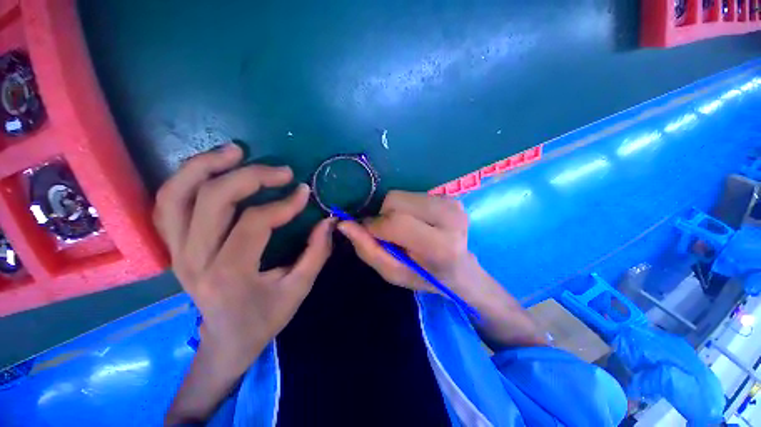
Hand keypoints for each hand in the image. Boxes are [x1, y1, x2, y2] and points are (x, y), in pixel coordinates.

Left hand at [153, 144, 333, 422]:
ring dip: (205, 166)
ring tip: (236, 151)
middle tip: (282, 170)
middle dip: (251, 176)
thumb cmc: (264, 318)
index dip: (283, 204)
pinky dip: (185, 180)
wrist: (225, 342)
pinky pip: (167, 205)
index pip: (254, 223)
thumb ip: (316, 253)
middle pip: (211, 200)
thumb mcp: (299, 289)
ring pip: (176, 195)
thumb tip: (328, 221)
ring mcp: (176, 252)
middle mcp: (194, 259)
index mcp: (230, 274)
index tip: (304, 192)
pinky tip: (210, 168)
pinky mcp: (173, 248)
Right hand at [337, 190, 545, 348]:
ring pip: (401, 195)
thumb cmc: (426, 277)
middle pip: (396, 201)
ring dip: (394, 212)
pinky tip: (416, 222)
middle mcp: (449, 217)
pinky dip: (405, 207)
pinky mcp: (449, 196)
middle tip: (392, 235)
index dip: (375, 227)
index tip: (370, 235)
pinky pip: (411, 194)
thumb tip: (344, 224)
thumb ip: (368, 250)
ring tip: (406, 229)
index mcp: (440, 245)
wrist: (462, 269)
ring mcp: (451, 203)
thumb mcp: (394, 273)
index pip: (396, 222)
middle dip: (384, 217)